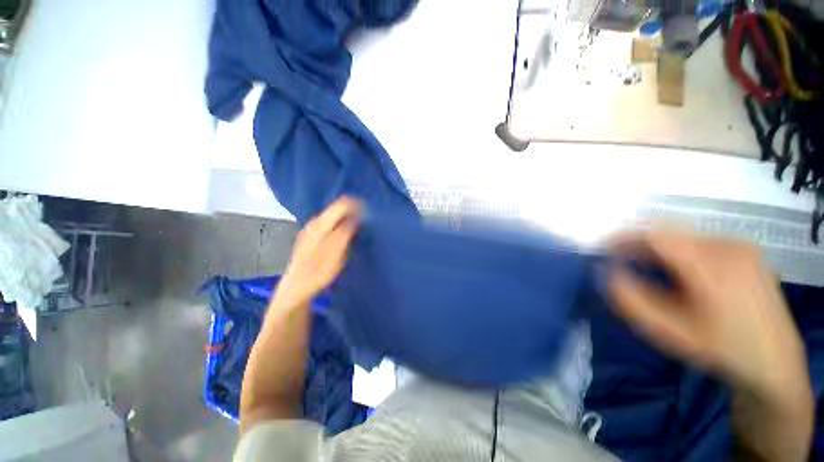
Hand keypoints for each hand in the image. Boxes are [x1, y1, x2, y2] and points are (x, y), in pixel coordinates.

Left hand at [275, 197, 361, 306]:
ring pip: (332, 216)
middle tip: (365, 221)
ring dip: (346, 219)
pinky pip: (329, 224)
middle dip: (352, 211)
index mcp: (321, 224)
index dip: (357, 206)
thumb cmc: (319, 270)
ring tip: (358, 228)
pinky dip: (339, 226)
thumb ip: (347, 230)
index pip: (341, 205)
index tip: (369, 214)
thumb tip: (358, 215)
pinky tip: (344, 235)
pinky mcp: (310, 237)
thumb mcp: (337, 250)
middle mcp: (314, 222)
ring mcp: (310, 230)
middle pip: (336, 208)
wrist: (297, 287)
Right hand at [607, 230, 809, 402]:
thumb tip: (608, 271)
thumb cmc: (720, 349)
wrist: (773, 360)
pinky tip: (674, 270)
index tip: (602, 248)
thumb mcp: (670, 333)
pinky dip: (677, 252)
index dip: (623, 237)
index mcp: (713, 267)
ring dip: (657, 249)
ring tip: (643, 267)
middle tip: (618, 261)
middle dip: (637, 245)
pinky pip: (700, 242)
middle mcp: (729, 247)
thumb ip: (632, 301)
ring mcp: (741, 246)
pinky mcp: (746, 251)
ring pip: (683, 237)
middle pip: (669, 233)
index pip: (657, 234)